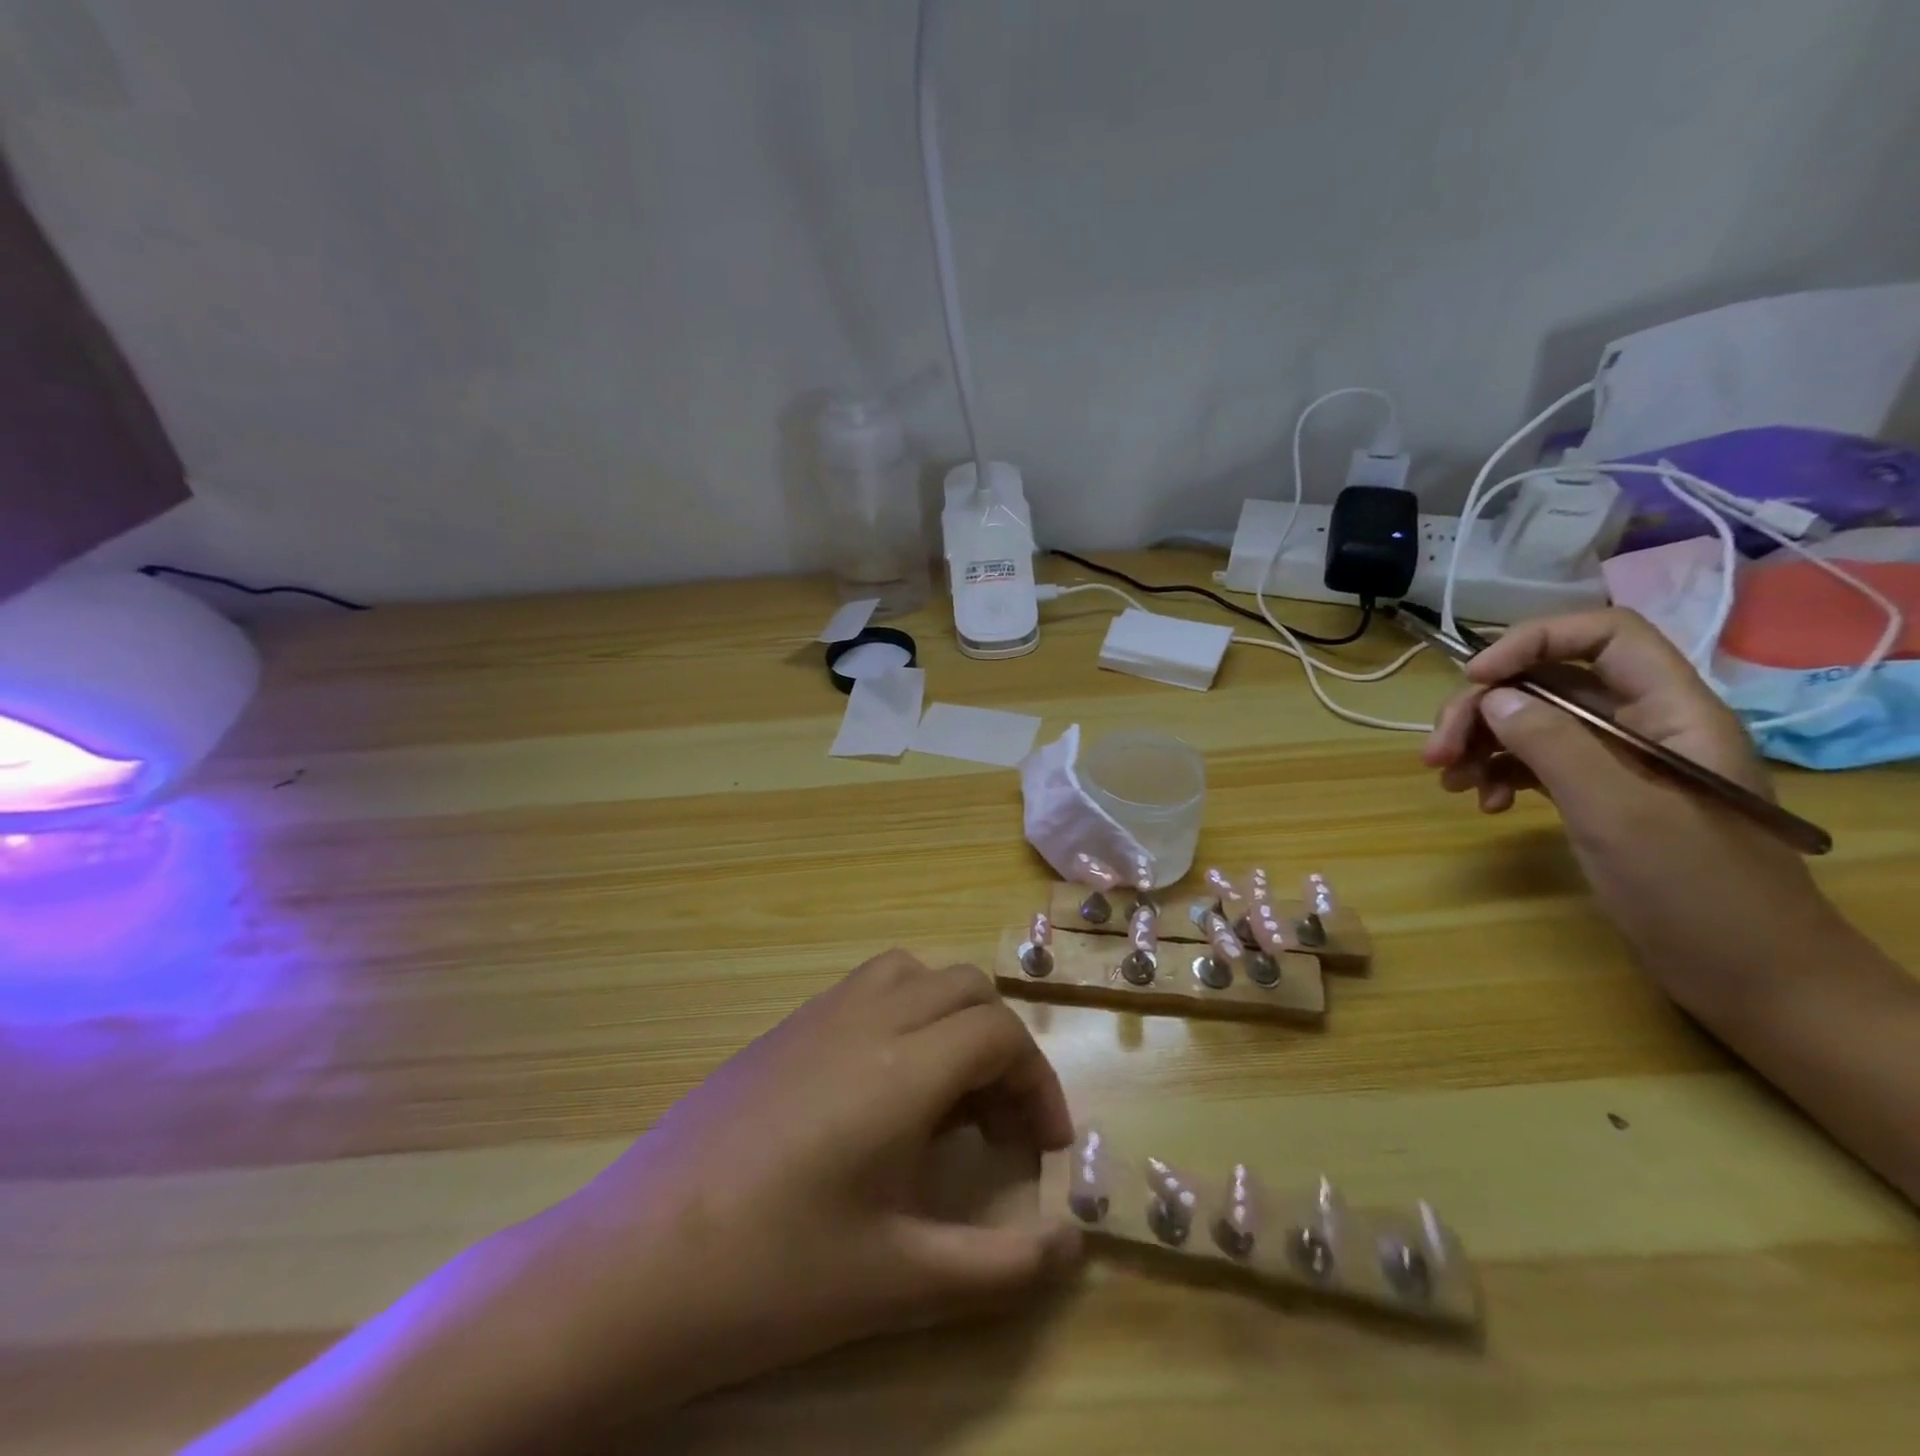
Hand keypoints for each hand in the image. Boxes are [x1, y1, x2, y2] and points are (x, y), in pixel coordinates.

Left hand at [507, 950, 1081, 1413]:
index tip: (1044, 1148)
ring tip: (945, 1093)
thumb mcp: (901, 1282)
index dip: (1038, 1083)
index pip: (1000, 1035)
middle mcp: (867, 1018)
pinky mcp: (784, 1028)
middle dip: (1001, 1046)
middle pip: (966, 988)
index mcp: (903, 1068)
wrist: (634, 1265)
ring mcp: (819, 1014)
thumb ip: (1003, 1266)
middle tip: (999, 1123)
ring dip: (950, 1016)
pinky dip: (904, 1013)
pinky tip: (880, 1089)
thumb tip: (1075, 1244)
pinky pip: (867, 988)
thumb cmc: (773, 1276)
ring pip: (913, 972)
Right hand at [1421, 608, 1841, 1013]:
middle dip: (1483, 709)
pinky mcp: (1600, 795)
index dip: (1533, 642)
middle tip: (1435, 754)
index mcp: (1673, 712)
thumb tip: (1492, 697)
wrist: (1752, 979)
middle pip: (1549, 682)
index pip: (1604, 636)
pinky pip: (1535, 762)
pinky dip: (1500, 774)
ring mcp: (1620, 762)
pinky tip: (1484, 805)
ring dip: (1481, 743)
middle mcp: (1645, 725)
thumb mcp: (1618, 814)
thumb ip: (1554, 745)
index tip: (1475, 681)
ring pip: (1533, 722)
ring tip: (1449, 782)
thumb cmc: (1697, 893)